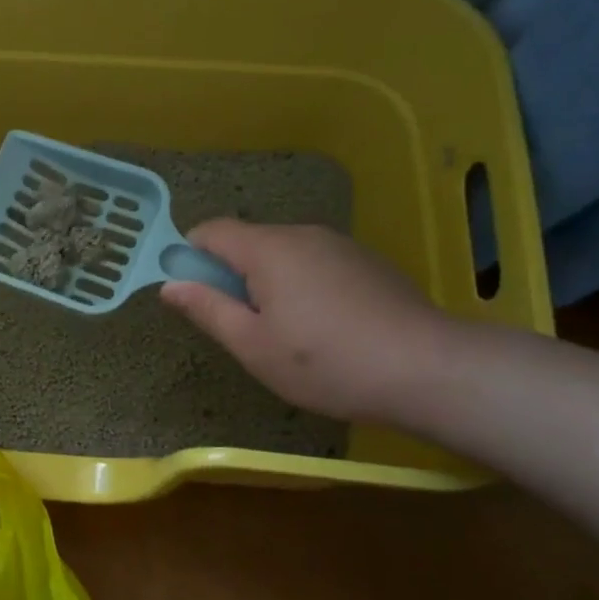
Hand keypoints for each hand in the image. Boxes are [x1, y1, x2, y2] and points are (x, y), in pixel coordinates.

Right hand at [159, 221, 458, 423]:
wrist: (429, 369)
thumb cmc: (326, 362)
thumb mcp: (253, 345)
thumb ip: (208, 309)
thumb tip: (170, 285)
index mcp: (268, 249)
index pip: (211, 230)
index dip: (189, 255)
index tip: (192, 294)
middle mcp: (302, 234)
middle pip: (248, 242)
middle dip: (230, 275)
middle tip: (239, 327)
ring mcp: (339, 245)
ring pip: (282, 254)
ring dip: (267, 283)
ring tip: (284, 334)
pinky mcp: (367, 262)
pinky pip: (314, 263)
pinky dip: (301, 285)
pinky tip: (322, 328)